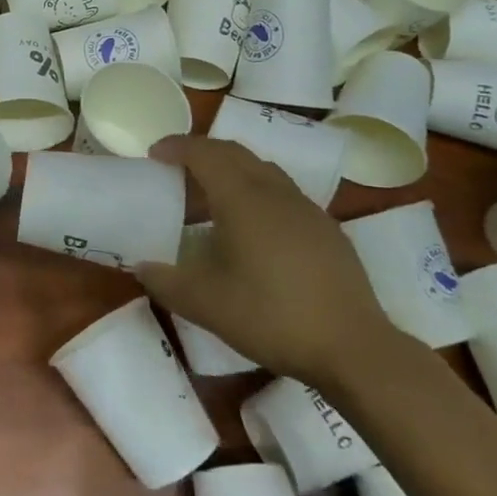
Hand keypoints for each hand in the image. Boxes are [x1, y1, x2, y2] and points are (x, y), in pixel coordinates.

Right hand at [134, 136, 398, 386]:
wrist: (354, 348)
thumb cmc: (272, 317)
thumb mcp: (206, 305)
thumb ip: (166, 281)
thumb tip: (141, 266)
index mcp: (242, 199)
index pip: (204, 153)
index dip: (176, 147)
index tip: (154, 154)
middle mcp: (275, 192)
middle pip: (234, 153)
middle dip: (201, 153)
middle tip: (177, 172)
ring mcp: (307, 209)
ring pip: (262, 170)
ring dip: (231, 172)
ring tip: (211, 200)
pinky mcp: (327, 230)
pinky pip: (283, 193)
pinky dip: (257, 193)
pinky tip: (253, 231)